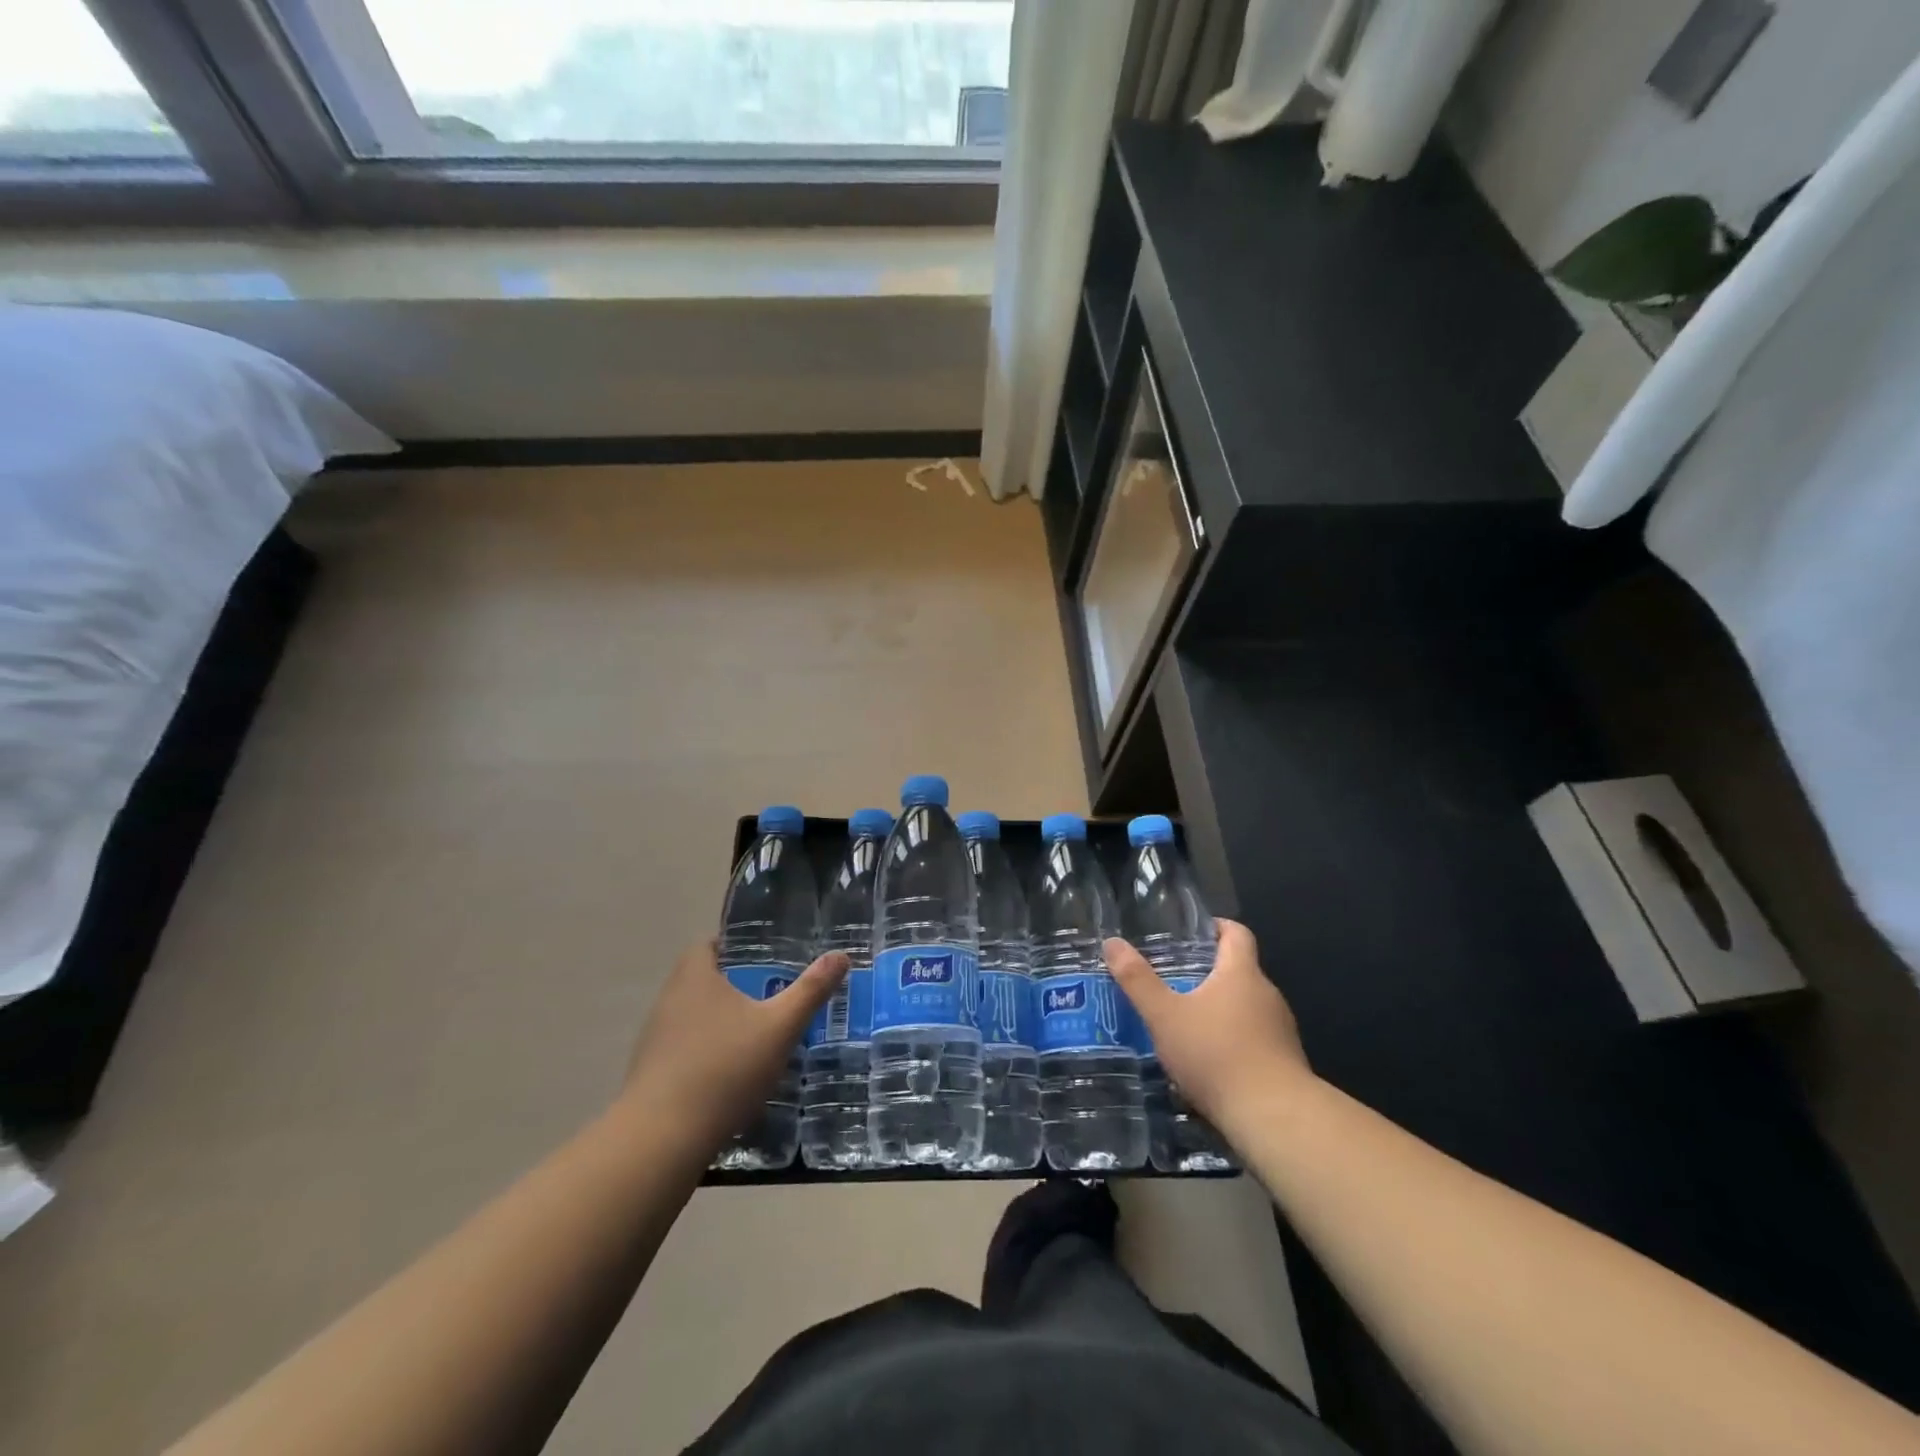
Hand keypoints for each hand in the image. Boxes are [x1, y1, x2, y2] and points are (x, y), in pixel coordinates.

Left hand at [618, 940, 848, 1155]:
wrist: (661, 1140)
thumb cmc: (724, 1069)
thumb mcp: (780, 1027)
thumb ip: (811, 990)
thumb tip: (840, 955)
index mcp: (695, 976)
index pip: (711, 945)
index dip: (738, 947)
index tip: (767, 958)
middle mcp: (669, 999)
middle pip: (704, 980)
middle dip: (737, 985)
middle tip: (774, 995)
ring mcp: (655, 1039)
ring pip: (695, 1016)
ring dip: (722, 1021)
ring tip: (759, 1035)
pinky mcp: (651, 1074)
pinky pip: (685, 1049)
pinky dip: (708, 1052)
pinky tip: (732, 1075)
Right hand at [1104, 920, 1312, 1135]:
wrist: (1274, 1119)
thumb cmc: (1216, 1054)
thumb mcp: (1165, 1016)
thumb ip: (1137, 980)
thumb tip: (1112, 943)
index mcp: (1241, 973)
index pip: (1236, 933)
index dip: (1216, 927)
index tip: (1192, 933)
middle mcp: (1267, 995)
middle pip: (1240, 971)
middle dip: (1209, 973)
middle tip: (1173, 980)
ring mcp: (1281, 1030)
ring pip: (1247, 1007)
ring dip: (1220, 1010)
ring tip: (1185, 1022)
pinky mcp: (1285, 1063)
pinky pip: (1255, 1039)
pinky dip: (1233, 1041)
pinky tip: (1208, 1061)